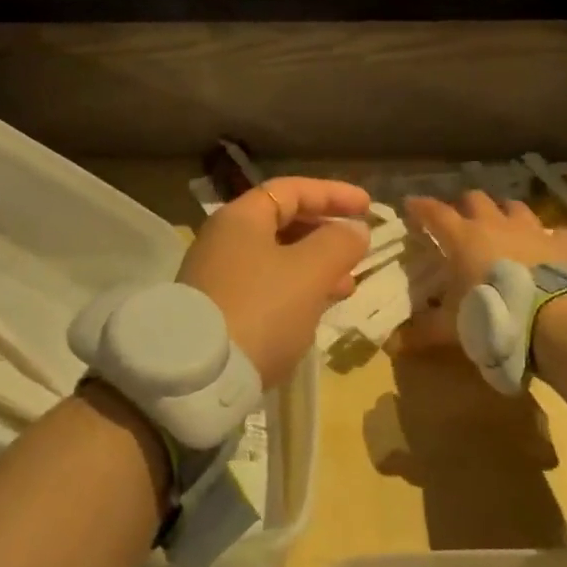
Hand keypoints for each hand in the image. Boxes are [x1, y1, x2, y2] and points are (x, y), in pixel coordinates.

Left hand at [178, 177, 370, 389]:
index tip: (368, 206)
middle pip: (282, 222)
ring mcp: (217, 275)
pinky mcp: (217, 309)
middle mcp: (224, 239)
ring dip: (315, 266)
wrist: (198, 377)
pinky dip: (295, 289)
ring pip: (276, 258)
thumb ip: (338, 244)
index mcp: (241, 218)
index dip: (332, 194)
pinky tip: (315, 310)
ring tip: (347, 286)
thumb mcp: (309, 272)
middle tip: (358, 249)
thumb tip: (355, 229)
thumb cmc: (261, 310)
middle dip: (325, 233)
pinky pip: (266, 286)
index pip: (292, 189)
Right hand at [397, 192, 566, 351]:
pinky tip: (549, 249)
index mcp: (462, 237)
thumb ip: (424, 330)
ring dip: (506, 214)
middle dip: (465, 205)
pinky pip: (556, 232)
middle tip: (461, 220)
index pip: (434, 212)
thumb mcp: (452, 327)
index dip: (421, 207)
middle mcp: (495, 224)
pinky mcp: (563, 244)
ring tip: (503, 227)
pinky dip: (550, 238)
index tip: (410, 204)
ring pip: (515, 207)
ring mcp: (532, 230)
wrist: (556, 319)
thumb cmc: (492, 314)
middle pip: (475, 199)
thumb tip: (394, 344)